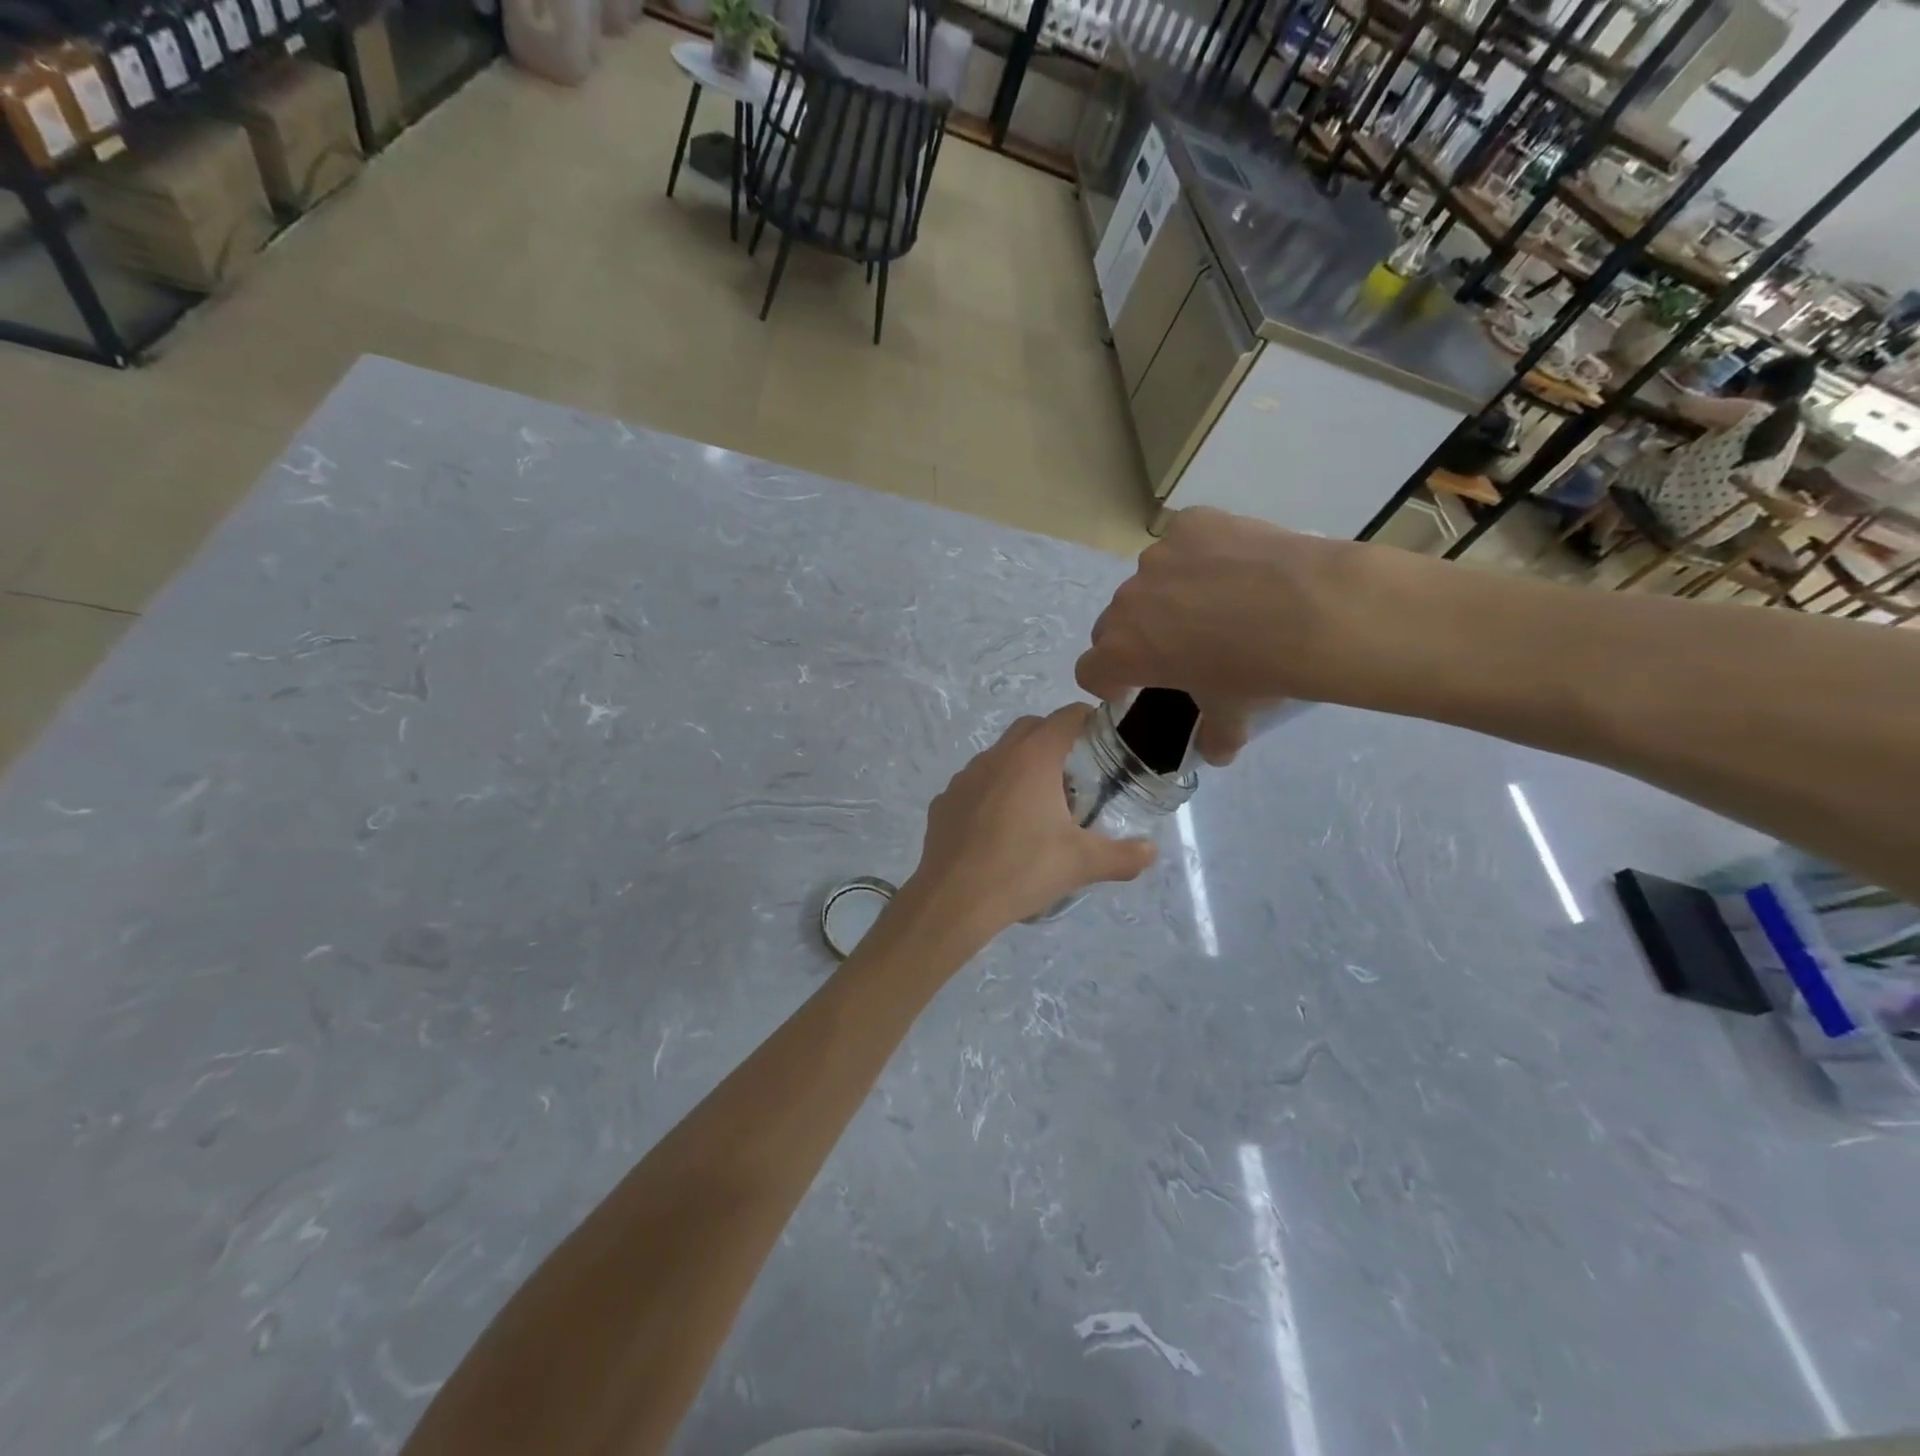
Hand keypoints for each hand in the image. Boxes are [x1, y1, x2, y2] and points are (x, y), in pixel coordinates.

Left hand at [903, 705, 1157, 934]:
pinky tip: (998, 828)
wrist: (954, 900)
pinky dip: (991, 793)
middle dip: (1054, 739)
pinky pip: (974, 785)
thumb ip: (1123, 855)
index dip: (1087, 720)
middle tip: (1074, 773)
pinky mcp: (944, 802)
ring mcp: (964, 777)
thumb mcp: (1082, 864)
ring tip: (1037, 805)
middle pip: (1030, 728)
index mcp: (1032, 759)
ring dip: (1020, 766)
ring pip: (998, 756)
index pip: (1065, 718)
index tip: (1102, 737)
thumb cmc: (1023, 871)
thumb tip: (1151, 851)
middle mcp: (996, 757)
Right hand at [1076, 508, 1356, 763]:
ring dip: (1167, 595)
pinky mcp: (1191, 524)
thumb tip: (1215, 752)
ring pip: (1150, 581)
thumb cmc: (1258, 671)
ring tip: (1216, 601)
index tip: (1129, 687)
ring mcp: (1157, 557)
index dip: (1106, 682)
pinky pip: (1184, 543)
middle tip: (1176, 646)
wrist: (1313, 610)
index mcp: (1123, 652)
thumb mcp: (1234, 714)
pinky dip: (1199, 555)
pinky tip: (1236, 565)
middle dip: (1135, 637)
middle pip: (1114, 623)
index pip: (1089, 670)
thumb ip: (1214, 735)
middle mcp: (1128, 602)